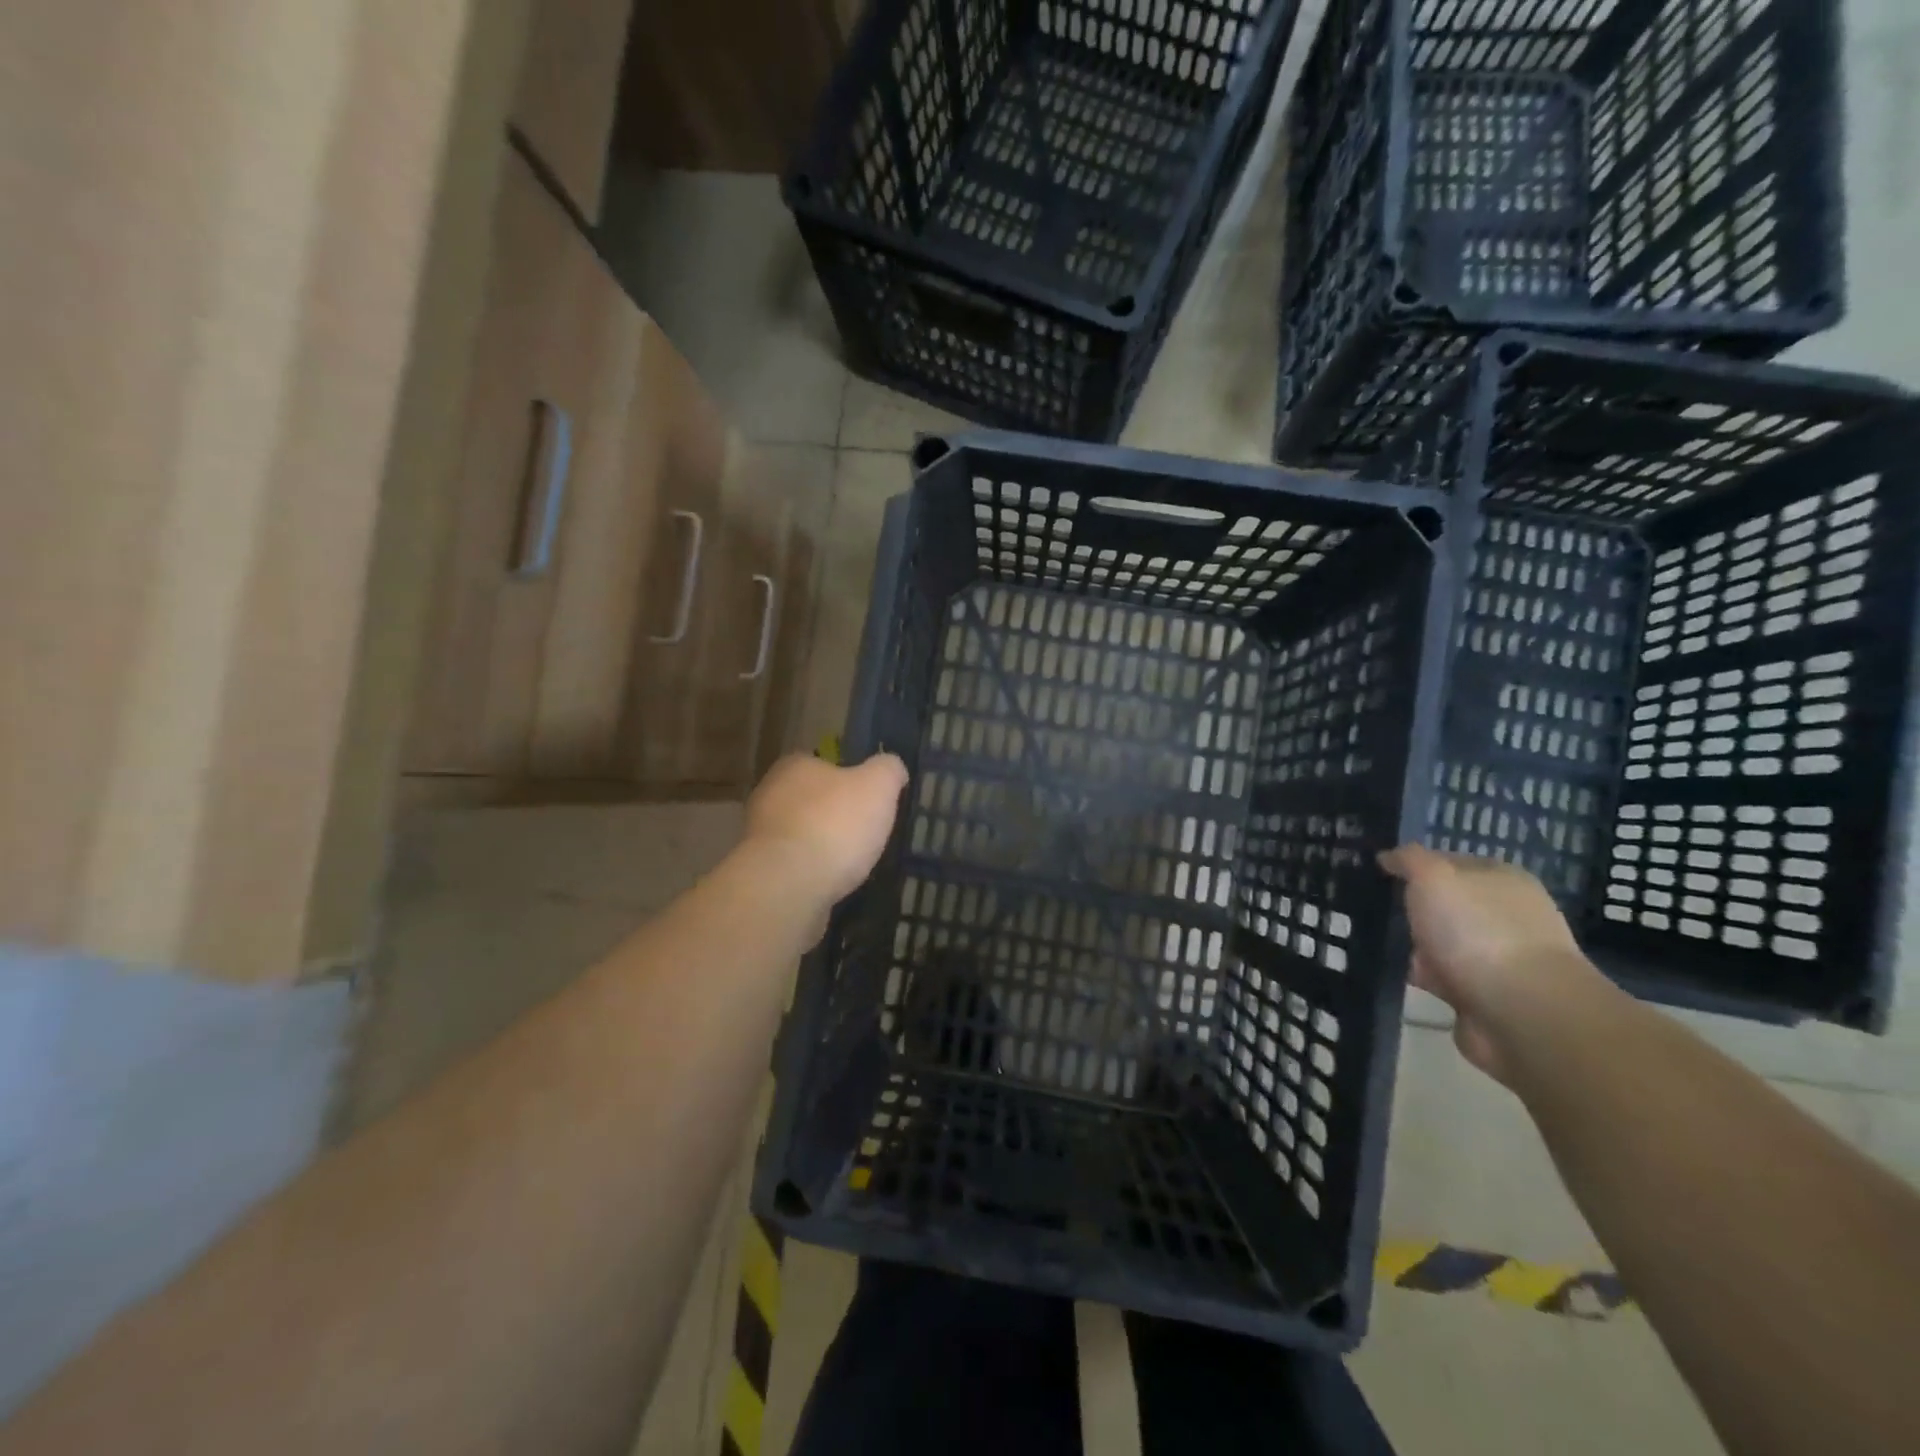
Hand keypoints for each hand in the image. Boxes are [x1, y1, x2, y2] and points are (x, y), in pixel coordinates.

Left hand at [745, 752, 908, 904]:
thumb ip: (888, 770)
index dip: (849, 781)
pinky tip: (831, 884)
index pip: (824, 765)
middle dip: (834, 815)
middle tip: (864, 833)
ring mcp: (760, 835)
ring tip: (852, 864)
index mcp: (795, 766)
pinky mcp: (760, 871)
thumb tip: (892, 767)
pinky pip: (793, 865)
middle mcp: (770, 794)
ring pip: (801, 834)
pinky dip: (811, 872)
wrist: (788, 885)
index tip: (869, 801)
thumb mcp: (878, 785)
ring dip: (822, 846)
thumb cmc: (835, 825)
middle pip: (811, 800)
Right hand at [1377, 844, 1600, 1083]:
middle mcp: (1507, 914)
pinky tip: (1399, 976)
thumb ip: (1408, 860)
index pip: (1450, 862)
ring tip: (1378, 946)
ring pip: (1443, 942)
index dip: (1414, 866)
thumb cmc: (1477, 930)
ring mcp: (1501, 957)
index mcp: (1503, 879)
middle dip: (1413, 910)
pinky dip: (1424, 978)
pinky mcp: (1490, 995)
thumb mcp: (1433, 876)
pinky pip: (1444, 977)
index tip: (1379, 875)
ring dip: (1415, 947)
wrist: (1521, 1013)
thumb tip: (1388, 857)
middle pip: (1446, 904)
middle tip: (1373, 911)